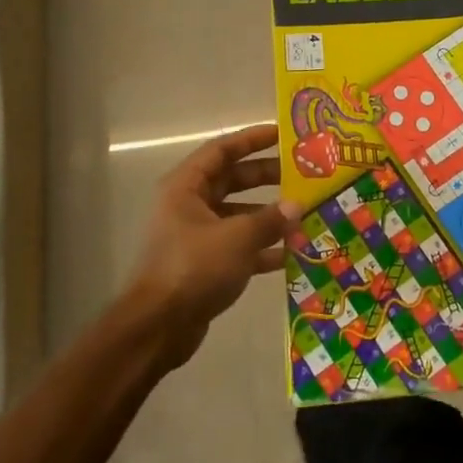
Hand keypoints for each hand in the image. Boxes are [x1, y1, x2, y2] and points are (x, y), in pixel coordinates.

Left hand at [128, 123, 298, 366]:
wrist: (158, 327)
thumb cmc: (193, 267)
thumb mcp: (237, 238)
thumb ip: (270, 219)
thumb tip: (298, 205)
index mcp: (186, 186)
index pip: (222, 149)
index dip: (253, 139)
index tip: (284, 134)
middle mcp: (189, 205)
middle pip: (233, 180)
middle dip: (268, 177)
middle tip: (303, 174)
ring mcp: (197, 235)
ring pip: (238, 214)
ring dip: (269, 215)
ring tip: (305, 213)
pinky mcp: (205, 264)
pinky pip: (239, 246)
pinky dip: (262, 248)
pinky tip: (292, 253)